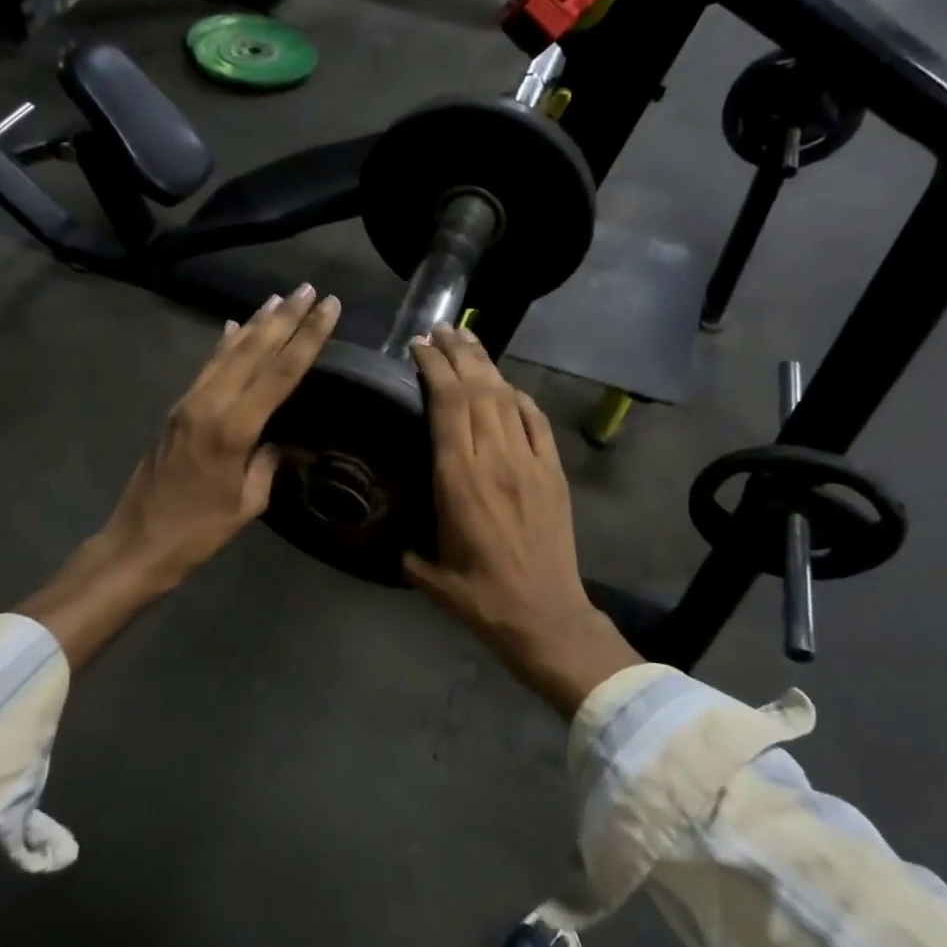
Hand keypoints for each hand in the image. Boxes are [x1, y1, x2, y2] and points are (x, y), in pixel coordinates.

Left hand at [19, 284, 339, 666]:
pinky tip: (233, 328)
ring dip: (255, 323)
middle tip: (309, 289)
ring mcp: (188, 404)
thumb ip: (269, 463)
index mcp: (233, 429)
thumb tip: (289, 443)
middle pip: (253, 350)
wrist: (138, 542)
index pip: (279, 372)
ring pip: (227, 352)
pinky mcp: (177, 410)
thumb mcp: (247, 502)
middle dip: (284, 317)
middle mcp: (209, 405)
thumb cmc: (199, 531)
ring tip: (278, 298)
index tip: (329, 308)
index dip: (307, 337)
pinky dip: (224, 345)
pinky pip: (207, 367)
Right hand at [405, 325, 639, 717]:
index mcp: (459, 480)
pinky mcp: (554, 473)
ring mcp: (530, 463)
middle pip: (477, 390)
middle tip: (439, 329)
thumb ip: (407, 543)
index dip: (434, 368)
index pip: (447, 406)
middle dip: (457, 353)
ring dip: (486, 365)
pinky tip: (506, 386)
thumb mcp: (427, 572)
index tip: (418, 346)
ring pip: (506, 398)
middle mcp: (495, 460)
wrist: (546, 616)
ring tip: (466, 342)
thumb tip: (392, 529)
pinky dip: (519, 396)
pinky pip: (536, 421)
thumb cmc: (480, 598)